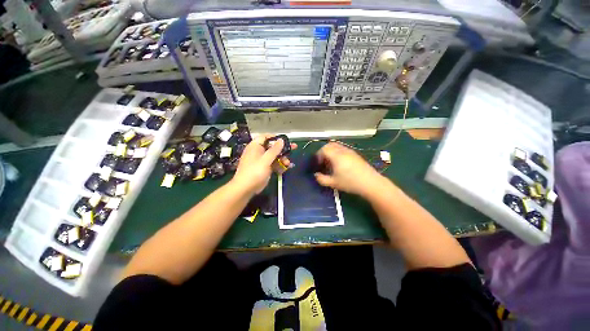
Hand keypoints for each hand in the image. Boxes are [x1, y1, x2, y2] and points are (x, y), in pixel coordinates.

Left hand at [232, 135, 296, 194]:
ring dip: (282, 159)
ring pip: (274, 156)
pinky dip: (279, 165)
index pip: (265, 137)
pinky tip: (285, 169)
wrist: (246, 189)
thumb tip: (281, 140)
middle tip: (294, 148)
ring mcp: (262, 161)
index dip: (275, 137)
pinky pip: (274, 164)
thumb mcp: (266, 160)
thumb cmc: (254, 172)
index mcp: (255, 146)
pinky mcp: (265, 168)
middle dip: (282, 149)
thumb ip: (274, 150)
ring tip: (288, 163)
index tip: (285, 140)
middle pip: (272, 147)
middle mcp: (259, 152)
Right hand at [314, 142, 382, 196]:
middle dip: (324, 151)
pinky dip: (337, 153)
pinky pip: (343, 149)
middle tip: (323, 161)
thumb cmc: (350, 182)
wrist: (370, 183)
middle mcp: (343, 150)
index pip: (324, 149)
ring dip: (331, 151)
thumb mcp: (333, 183)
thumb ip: (321, 179)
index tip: (318, 164)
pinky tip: (340, 163)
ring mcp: (350, 151)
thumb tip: (316, 175)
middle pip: (330, 145)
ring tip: (331, 163)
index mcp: (336, 156)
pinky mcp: (355, 154)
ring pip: (337, 146)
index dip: (318, 155)